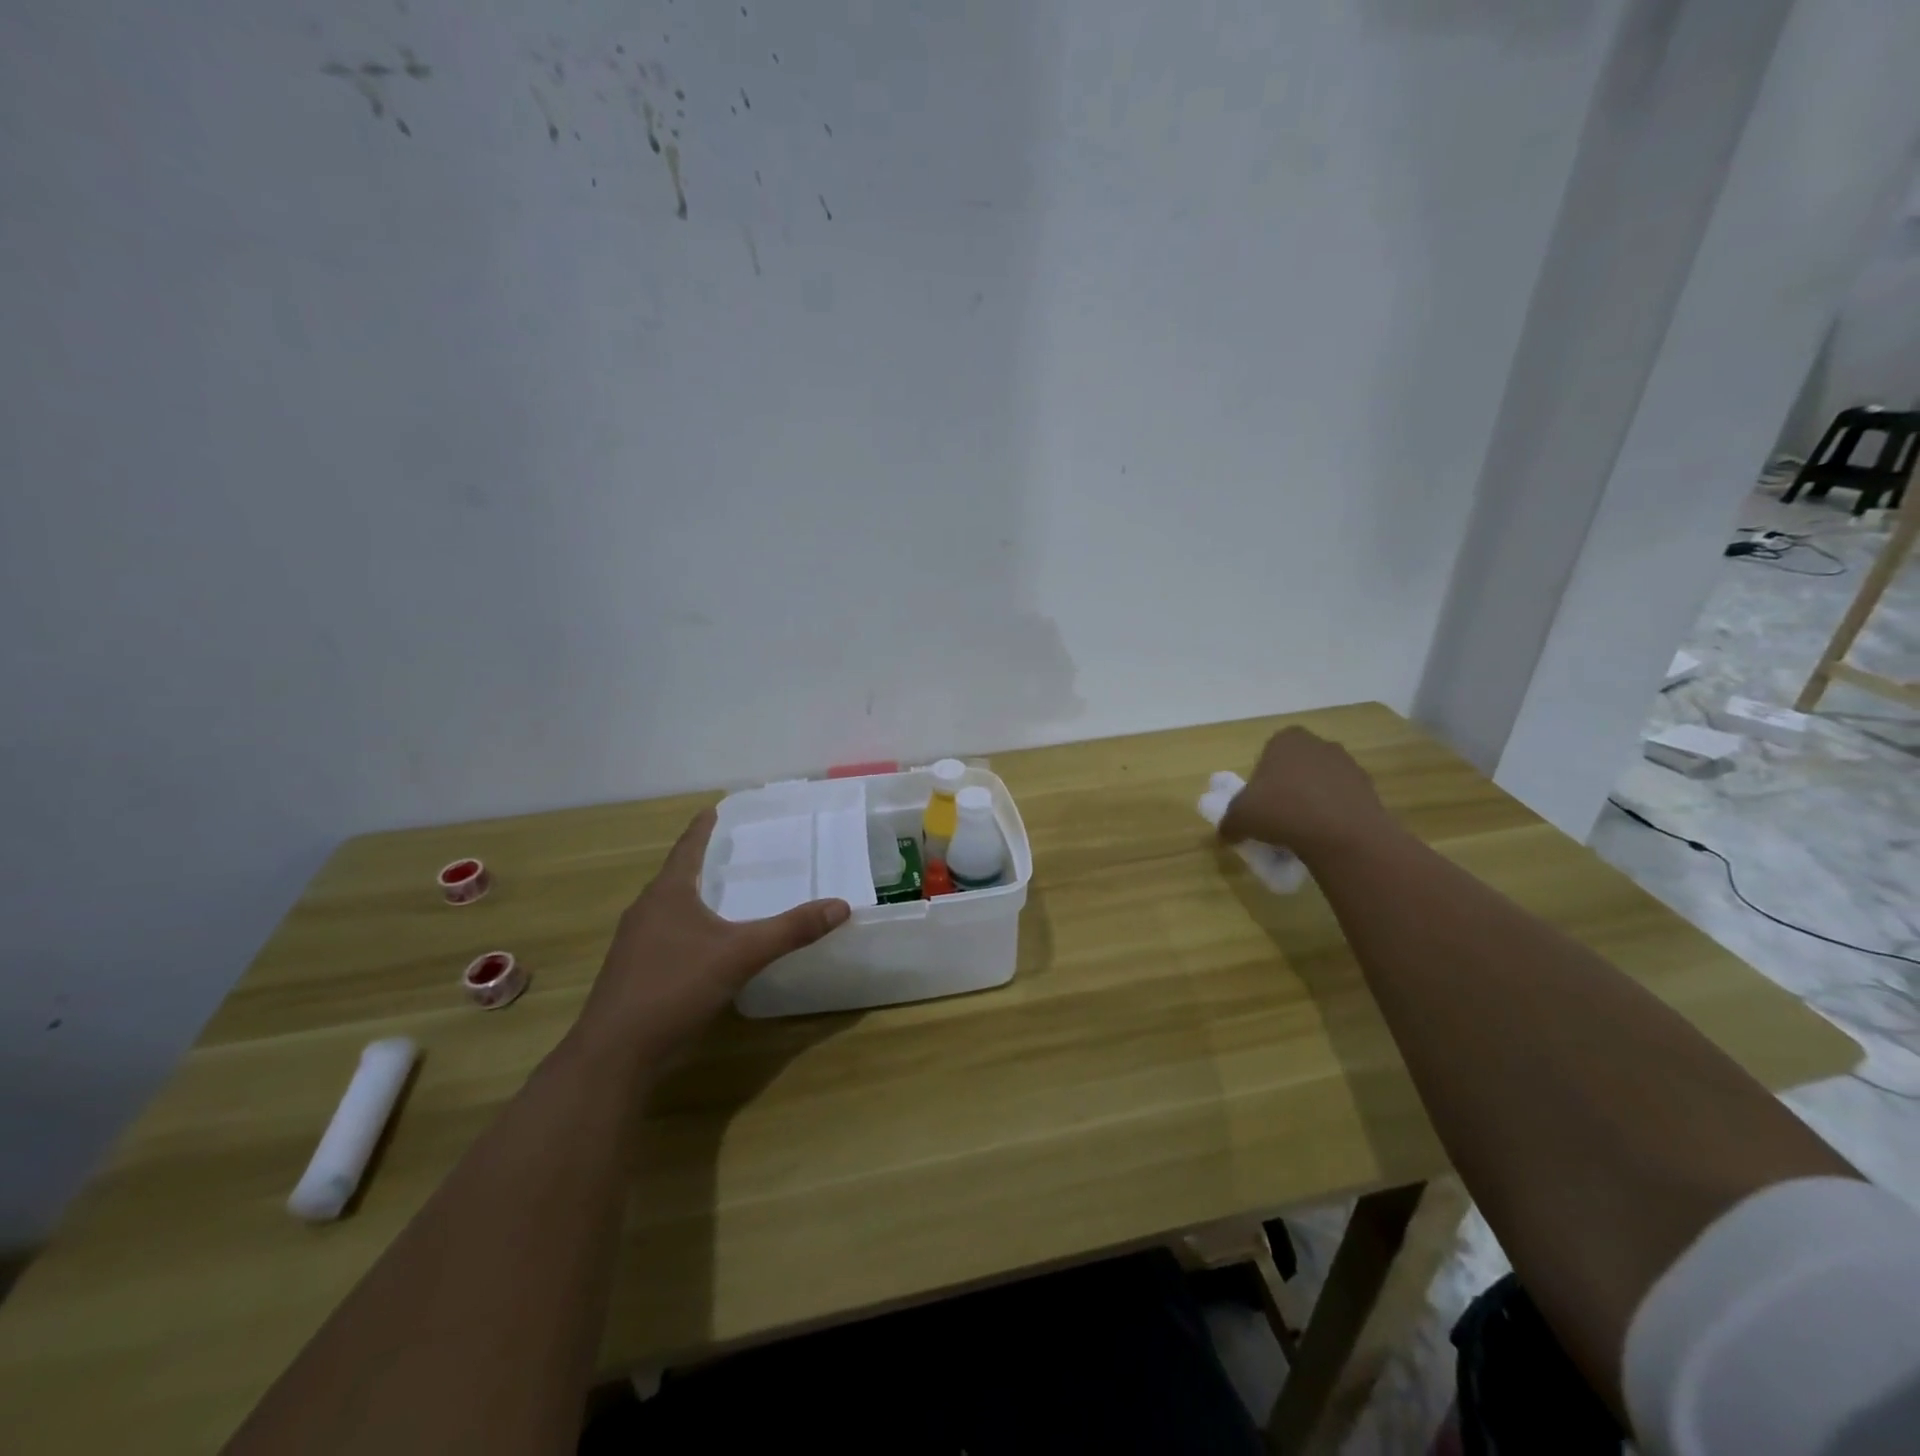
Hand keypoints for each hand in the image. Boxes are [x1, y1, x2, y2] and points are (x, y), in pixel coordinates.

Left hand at [575, 807, 849, 1066]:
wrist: (616, 1054)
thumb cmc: (674, 988)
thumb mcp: (740, 955)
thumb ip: (790, 930)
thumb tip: (840, 906)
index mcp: (667, 894)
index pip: (687, 847)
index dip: (703, 828)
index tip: (714, 808)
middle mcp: (646, 911)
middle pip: (676, 876)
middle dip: (701, 862)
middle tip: (732, 851)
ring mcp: (635, 944)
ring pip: (669, 909)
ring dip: (694, 897)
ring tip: (723, 895)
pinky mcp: (633, 973)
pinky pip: (665, 936)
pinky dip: (688, 929)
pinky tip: (705, 946)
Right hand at [1218, 727, 1395, 858]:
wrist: (1343, 835)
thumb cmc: (1282, 811)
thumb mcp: (1239, 818)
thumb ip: (1229, 821)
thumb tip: (1228, 832)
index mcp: (1286, 740)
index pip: (1267, 755)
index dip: (1260, 781)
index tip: (1258, 805)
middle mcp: (1320, 745)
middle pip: (1295, 768)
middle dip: (1287, 789)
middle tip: (1277, 818)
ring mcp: (1349, 766)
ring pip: (1320, 785)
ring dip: (1311, 803)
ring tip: (1301, 833)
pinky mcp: (1370, 790)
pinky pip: (1342, 802)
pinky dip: (1332, 816)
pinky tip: (1324, 837)